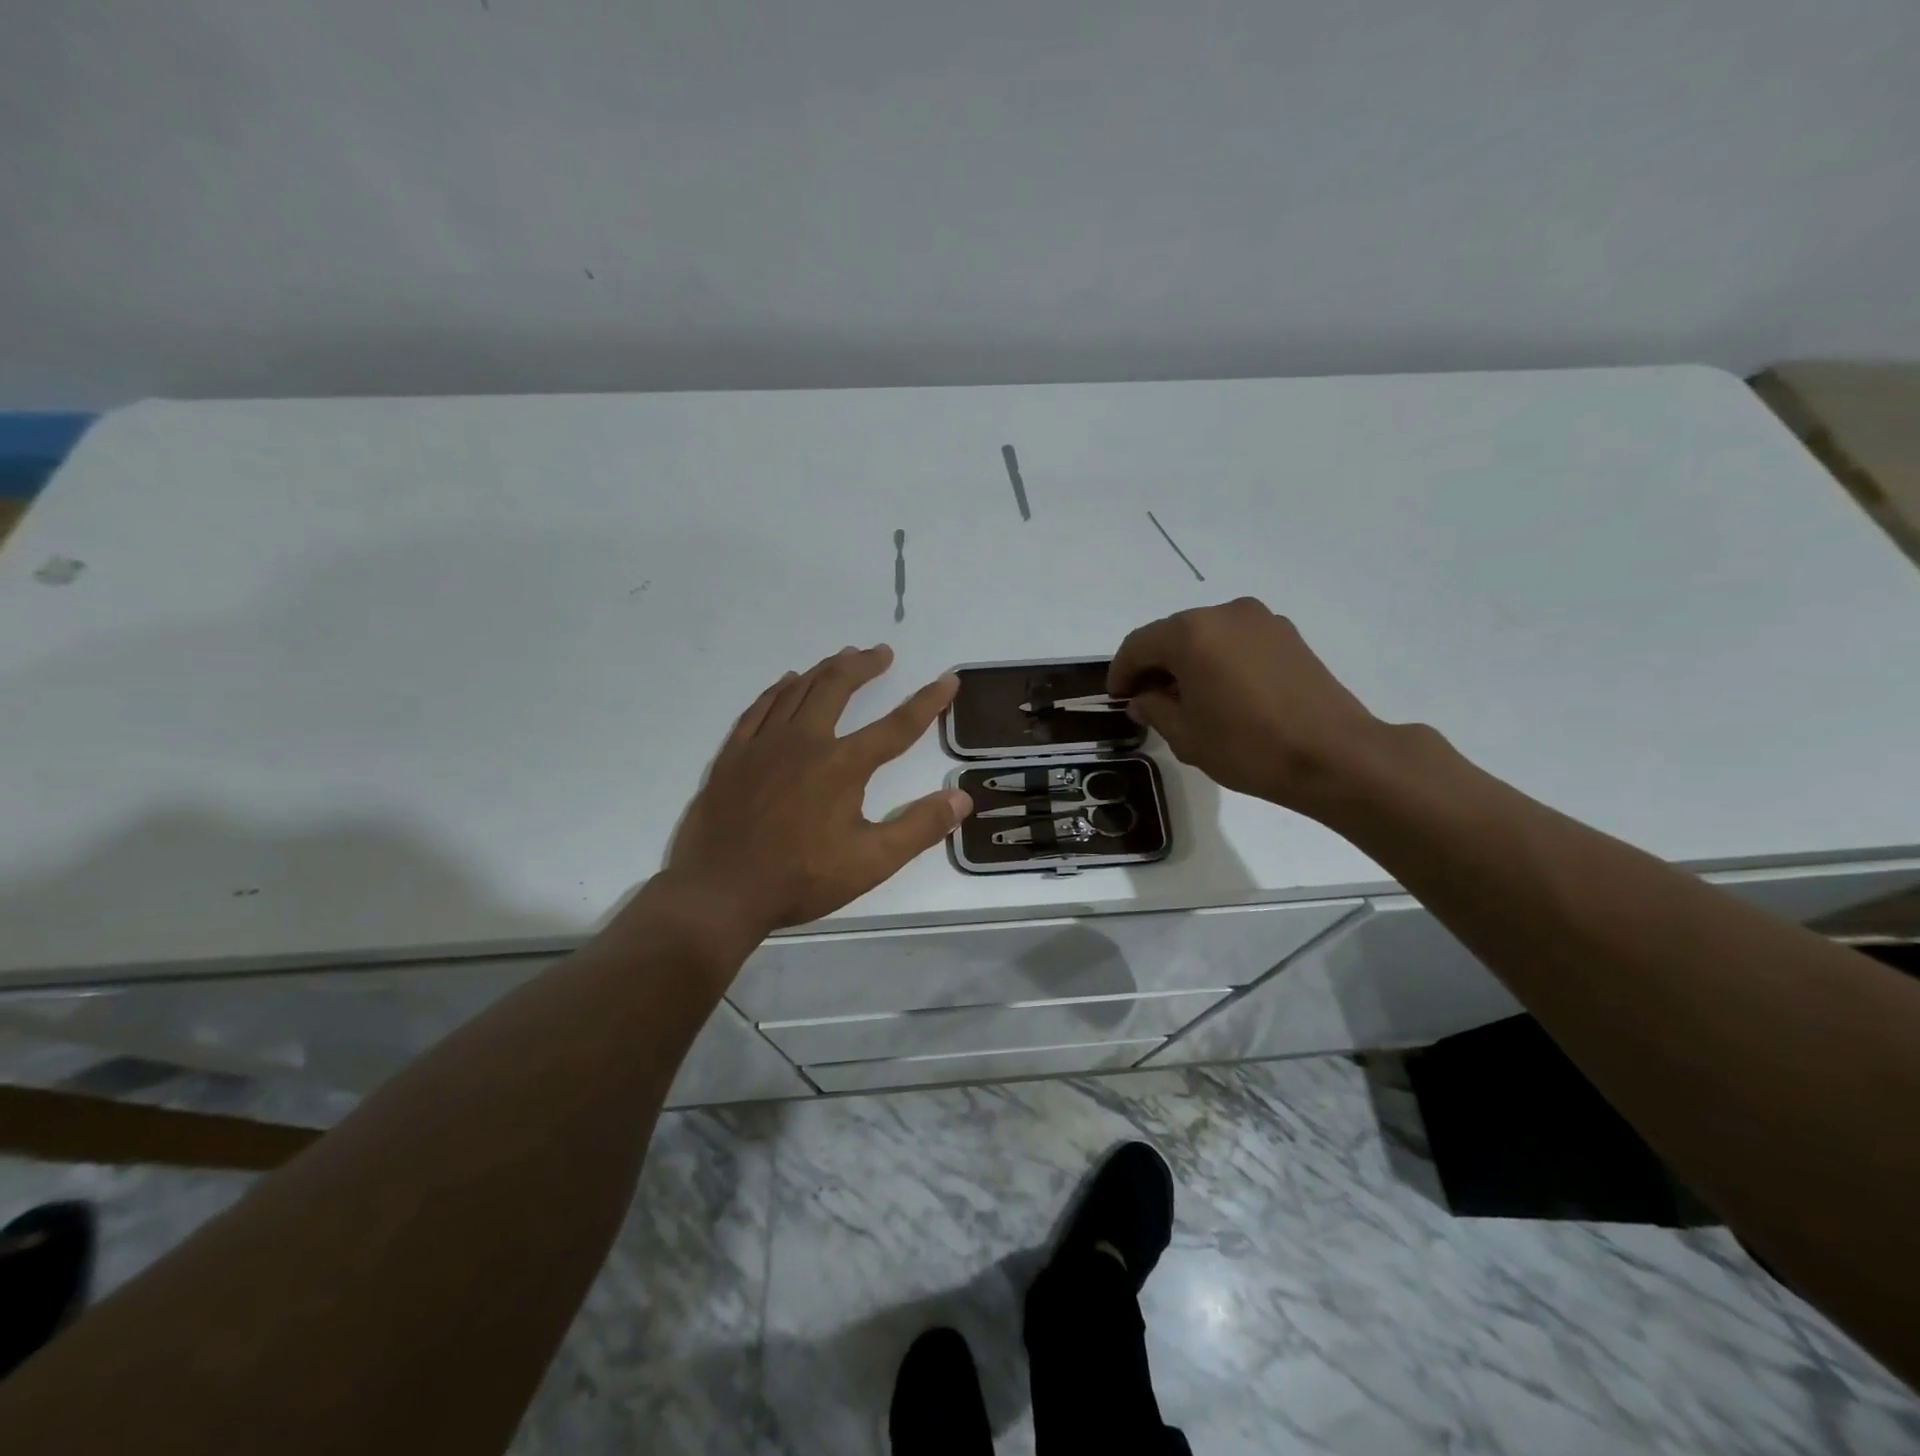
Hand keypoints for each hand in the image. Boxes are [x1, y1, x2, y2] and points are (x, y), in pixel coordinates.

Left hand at [664, 645, 971, 938]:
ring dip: (824, 670)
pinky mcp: (733, 756)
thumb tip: (961, 797)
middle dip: (863, 666)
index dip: (927, 702)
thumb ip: (920, 827)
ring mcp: (763, 745)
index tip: (947, 680)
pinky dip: (777, 690)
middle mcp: (804, 742)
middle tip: (881, 654)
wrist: (720, 892)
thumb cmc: (801, 879)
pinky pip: (759, 709)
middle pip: (837, 688)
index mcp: (842, 765)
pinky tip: (786, 683)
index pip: (896, 726)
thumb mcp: (872, 862)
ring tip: (843, 657)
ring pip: (797, 691)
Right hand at [1107, 597, 1388, 814]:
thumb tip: (1144, 697)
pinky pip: (1236, 641)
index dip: (1121, 672)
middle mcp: (1224, 613)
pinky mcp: (1287, 635)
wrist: (1334, 755)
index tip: (1117, 698)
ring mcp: (1261, 620)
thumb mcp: (1186, 735)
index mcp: (1191, 633)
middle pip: (1172, 634)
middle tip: (1148, 700)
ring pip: (1206, 635)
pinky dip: (1219, 659)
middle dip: (1155, 665)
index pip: (1138, 645)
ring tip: (1188, 698)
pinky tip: (1224, 692)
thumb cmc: (1248, 747)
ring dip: (1188, 661)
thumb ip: (1154, 708)